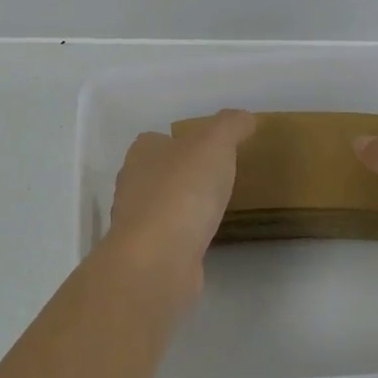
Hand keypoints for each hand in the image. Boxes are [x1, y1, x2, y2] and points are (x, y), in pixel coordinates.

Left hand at [105, 110, 256, 310]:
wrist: (159, 259)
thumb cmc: (183, 190)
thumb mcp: (214, 143)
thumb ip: (230, 125)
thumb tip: (245, 118)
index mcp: (142, 153)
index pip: (157, 140)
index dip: (182, 142)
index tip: (210, 150)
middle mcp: (133, 184)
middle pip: (159, 172)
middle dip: (183, 174)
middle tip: (219, 178)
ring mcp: (137, 223)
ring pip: (163, 206)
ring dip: (184, 207)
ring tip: (217, 208)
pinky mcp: (148, 255)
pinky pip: (171, 238)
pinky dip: (186, 236)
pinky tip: (206, 239)